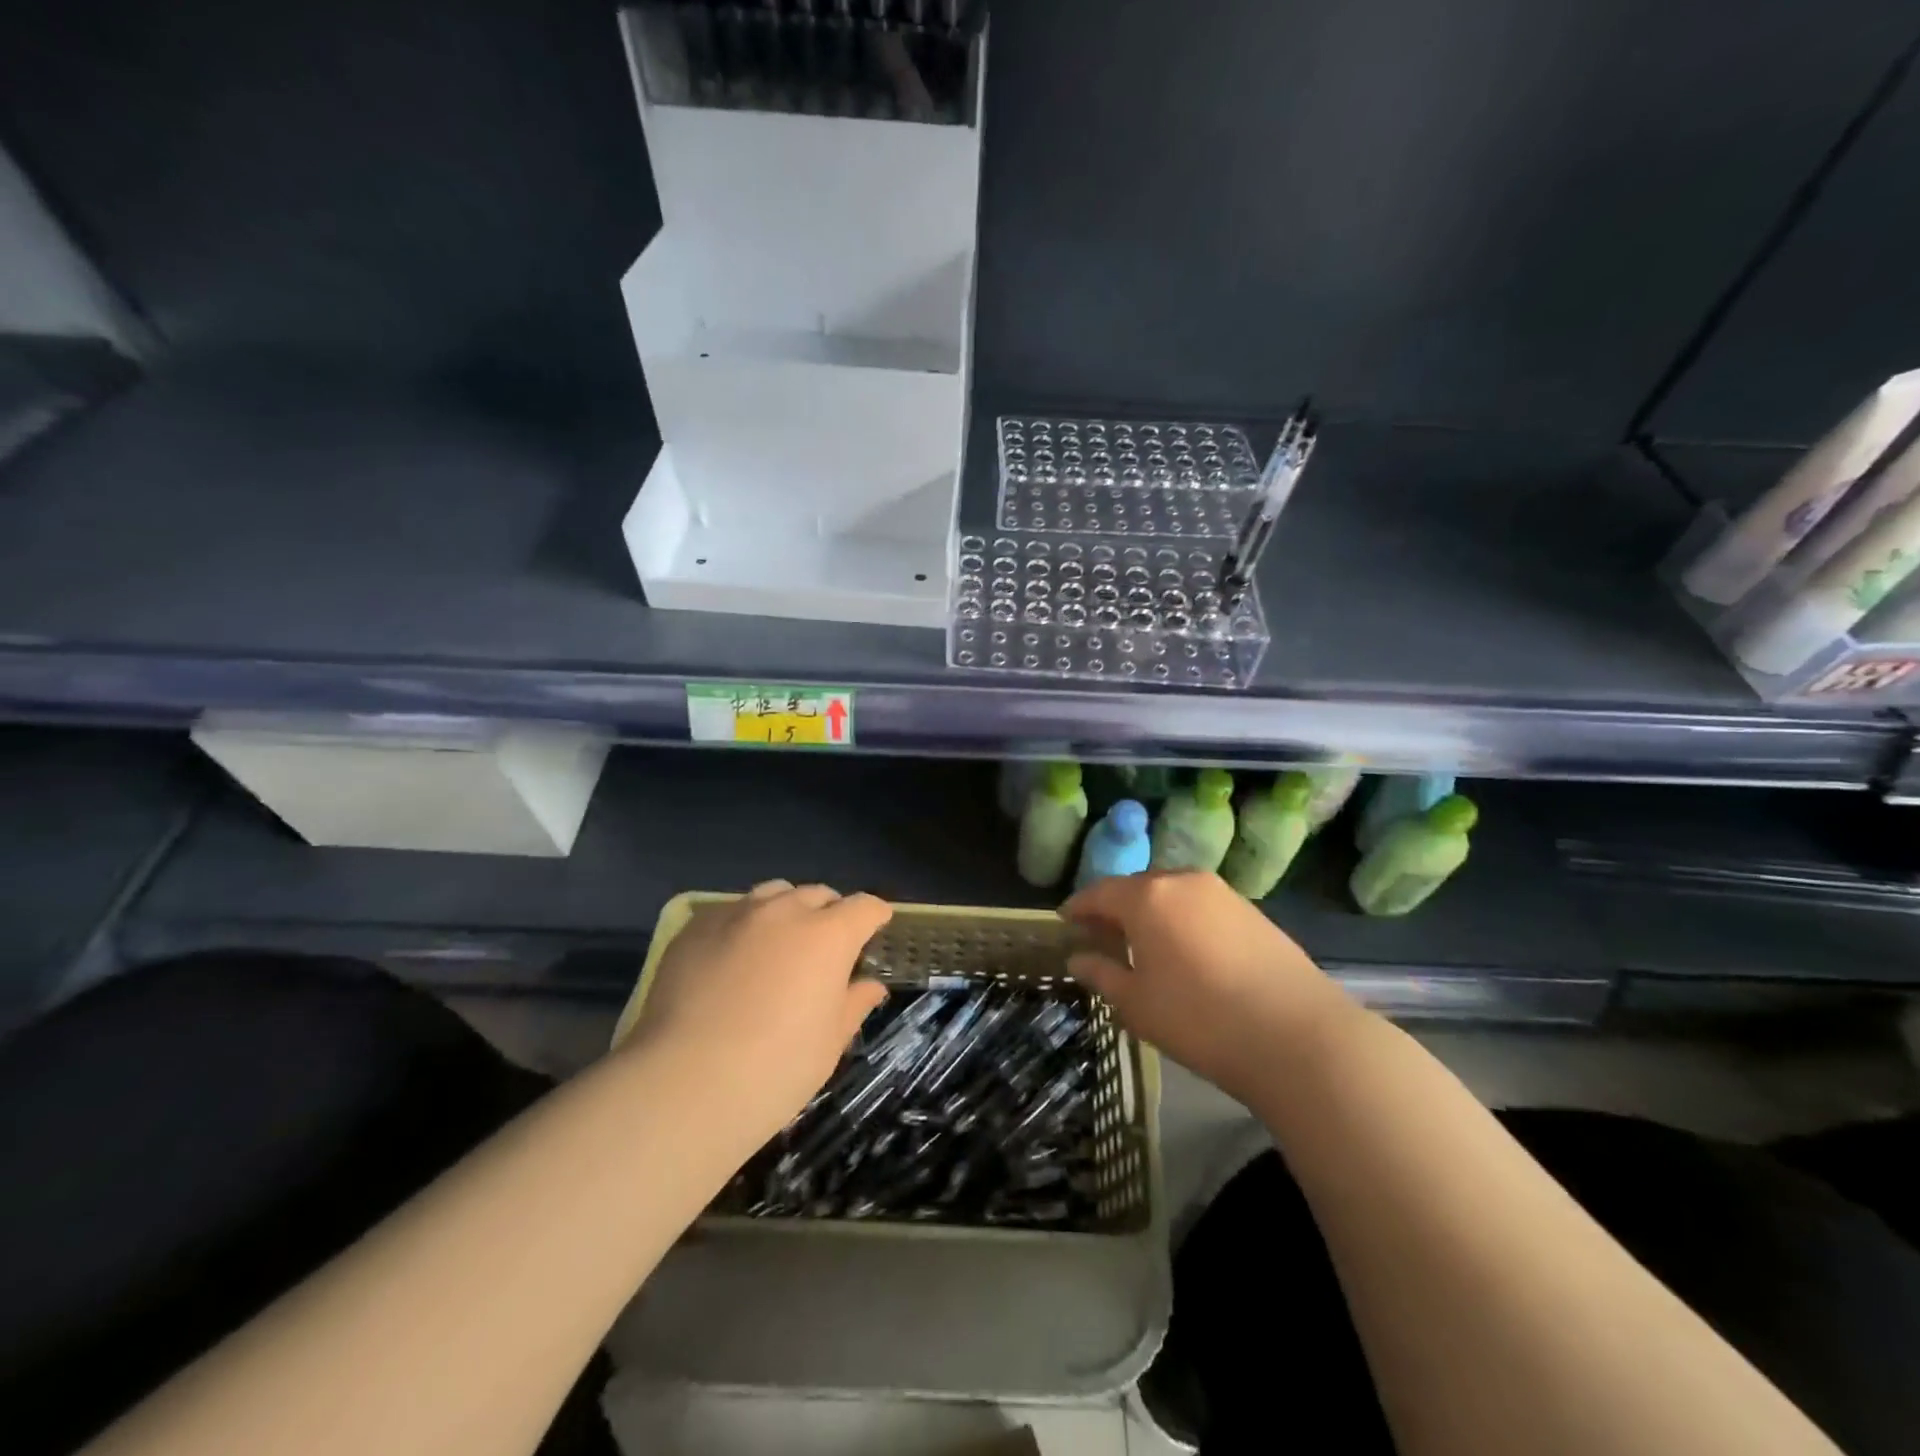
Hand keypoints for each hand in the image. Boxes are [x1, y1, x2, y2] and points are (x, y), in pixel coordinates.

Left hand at [622, 881, 892, 1148]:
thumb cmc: (775, 1069)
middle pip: (818, 894)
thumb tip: (870, 985)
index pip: (865, 906)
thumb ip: (854, 1004)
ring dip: (786, 910)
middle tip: (826, 947)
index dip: (875, 916)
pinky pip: (730, 912)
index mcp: (828, 935)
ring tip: (778, 944)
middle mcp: (785, 911)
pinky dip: (744, 925)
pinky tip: (732, 958)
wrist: (683, 1084)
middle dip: (830, 913)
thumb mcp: (829, 1043)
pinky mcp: (695, 928)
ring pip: (773, 894)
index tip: (876, 930)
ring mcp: (735, 914)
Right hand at [1062, 871, 1354, 1104]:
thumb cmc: (1199, 1019)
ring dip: (1152, 911)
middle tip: (1102, 935)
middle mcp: (1182, 881)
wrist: (1298, 1036)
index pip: (1099, 892)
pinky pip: (1201, 906)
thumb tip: (1078, 958)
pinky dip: (1183, 919)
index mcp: (1147, 897)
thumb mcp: (1136, 1004)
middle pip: (1137, 887)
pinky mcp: (1252, 911)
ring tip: (1144, 943)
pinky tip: (1186, 950)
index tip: (1064, 921)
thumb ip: (1102, 974)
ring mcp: (1222, 893)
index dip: (1078, 907)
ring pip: (1172, 894)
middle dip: (1116, 907)